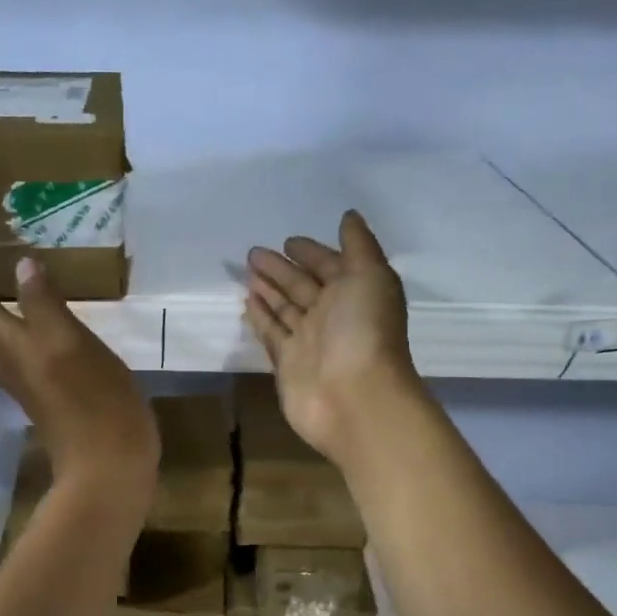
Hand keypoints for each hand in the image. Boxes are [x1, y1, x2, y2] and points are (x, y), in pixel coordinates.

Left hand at [0, 253, 159, 508]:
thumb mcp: (71, 343)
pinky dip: (6, 336)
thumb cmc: (96, 401)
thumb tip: (22, 265)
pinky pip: (10, 359)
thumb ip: (44, 304)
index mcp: (12, 346)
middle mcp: (9, 364)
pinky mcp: (43, 397)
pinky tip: (28, 329)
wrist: (108, 463)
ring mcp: (25, 384)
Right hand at [245, 210, 420, 467]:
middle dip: (281, 269)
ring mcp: (309, 341)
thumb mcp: (370, 276)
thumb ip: (359, 245)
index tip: (288, 241)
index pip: (329, 265)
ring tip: (246, 272)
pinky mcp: (288, 363)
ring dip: (268, 290)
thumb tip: (348, 216)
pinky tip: (246, 303)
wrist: (355, 399)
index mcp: (356, 292)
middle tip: (253, 252)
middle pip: (302, 285)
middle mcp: (333, 315)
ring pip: (284, 308)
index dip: (311, 252)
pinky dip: (261, 318)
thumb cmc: (365, 332)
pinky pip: (272, 333)